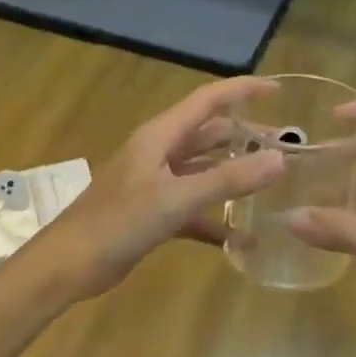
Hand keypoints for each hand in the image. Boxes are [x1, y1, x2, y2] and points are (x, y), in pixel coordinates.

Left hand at [32, 76, 285, 297]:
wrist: (67, 266)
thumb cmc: (117, 222)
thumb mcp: (176, 199)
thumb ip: (228, 180)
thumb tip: (280, 160)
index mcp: (160, 136)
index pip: (207, 100)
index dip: (242, 90)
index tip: (278, 90)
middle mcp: (160, 153)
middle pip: (210, 135)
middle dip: (247, 136)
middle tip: (288, 145)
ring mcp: (157, 184)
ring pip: (205, 170)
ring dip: (235, 175)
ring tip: (273, 183)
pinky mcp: (155, 214)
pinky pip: (195, 208)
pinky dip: (217, 218)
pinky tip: (243, 237)